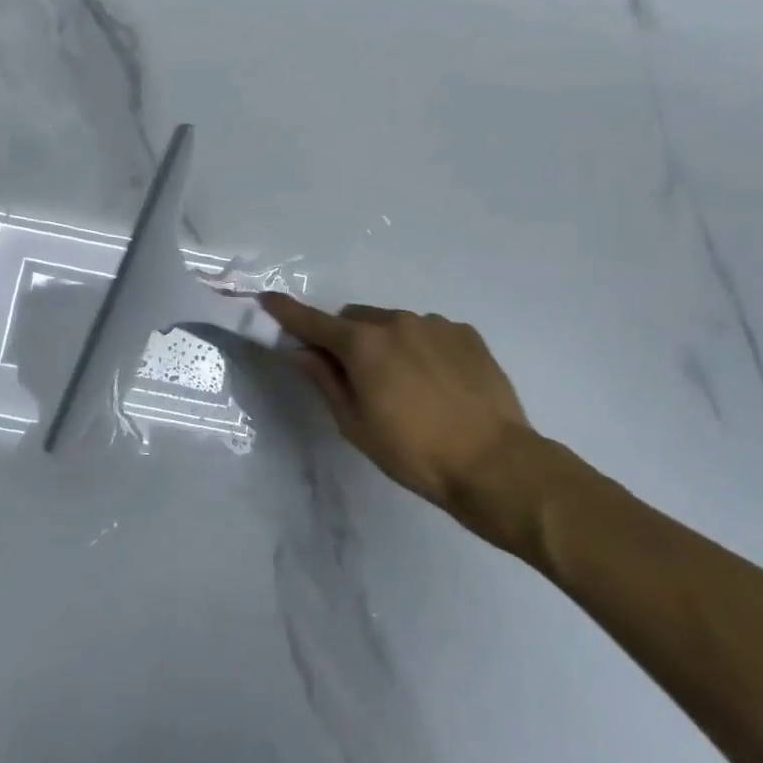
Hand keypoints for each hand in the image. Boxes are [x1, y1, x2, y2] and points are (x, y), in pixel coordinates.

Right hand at [260, 294, 554, 548]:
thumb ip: (324, 380)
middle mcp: (396, 322)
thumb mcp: (356, 424)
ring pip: (393, 324)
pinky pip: (429, 332)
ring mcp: (435, 324)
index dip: (287, 311)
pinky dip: (420, 348)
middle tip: (355, 375)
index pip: (313, 321)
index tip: (267, 298)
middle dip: (346, 338)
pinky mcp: (466, 334)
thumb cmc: (414, 452)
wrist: (495, 463)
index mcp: (363, 344)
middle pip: (355, 318)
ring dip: (386, 343)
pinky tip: (437, 383)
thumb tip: (299, 351)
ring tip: (406, 386)